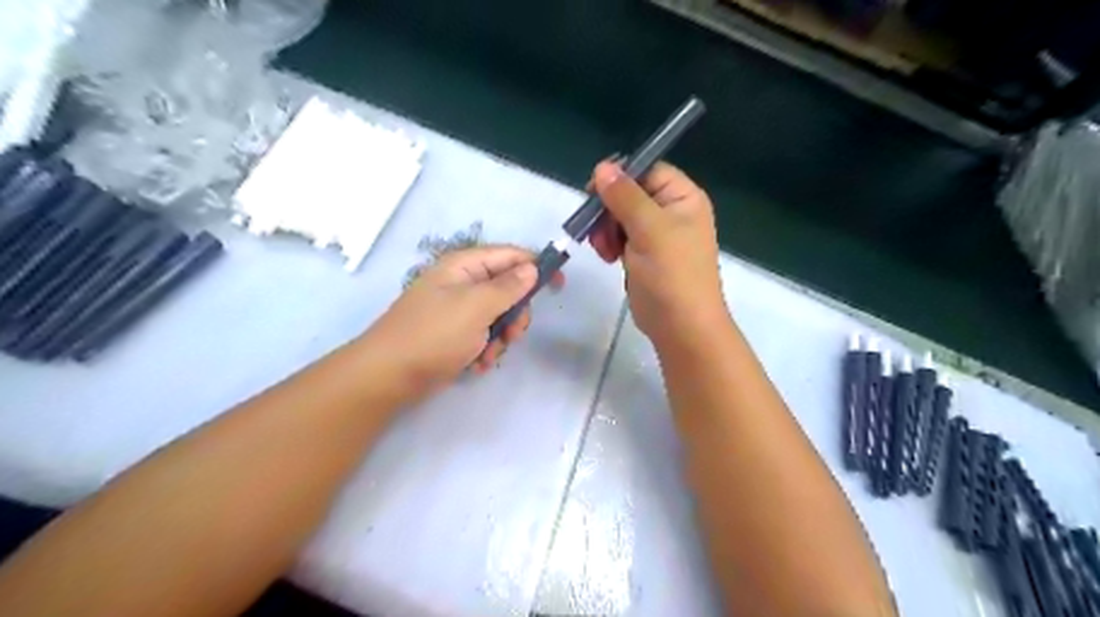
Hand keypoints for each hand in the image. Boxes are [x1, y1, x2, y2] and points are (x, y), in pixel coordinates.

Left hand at [364, 245, 562, 400]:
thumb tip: (531, 267)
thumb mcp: (476, 307)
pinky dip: (486, 350)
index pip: (510, 256)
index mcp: (464, 266)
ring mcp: (458, 310)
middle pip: (508, 289)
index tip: (559, 284)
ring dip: (501, 338)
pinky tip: (476, 364)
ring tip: (488, 355)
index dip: (536, 266)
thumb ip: (508, 286)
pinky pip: (484, 335)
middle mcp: (463, 283)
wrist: (388, 376)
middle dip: (516, 314)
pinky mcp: (455, 334)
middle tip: (512, 334)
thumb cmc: (434, 334)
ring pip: (500, 316)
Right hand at [589, 158, 729, 345]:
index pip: (648, 171)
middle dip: (609, 210)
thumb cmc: (671, 274)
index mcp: (683, 198)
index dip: (621, 176)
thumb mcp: (649, 230)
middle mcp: (672, 212)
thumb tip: (602, 167)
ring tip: (605, 250)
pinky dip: (610, 244)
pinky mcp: (644, 255)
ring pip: (621, 216)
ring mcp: (657, 235)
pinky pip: (621, 237)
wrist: (680, 326)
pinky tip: (608, 258)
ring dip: (606, 229)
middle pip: (630, 193)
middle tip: (597, 229)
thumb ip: (624, 196)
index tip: (593, 190)